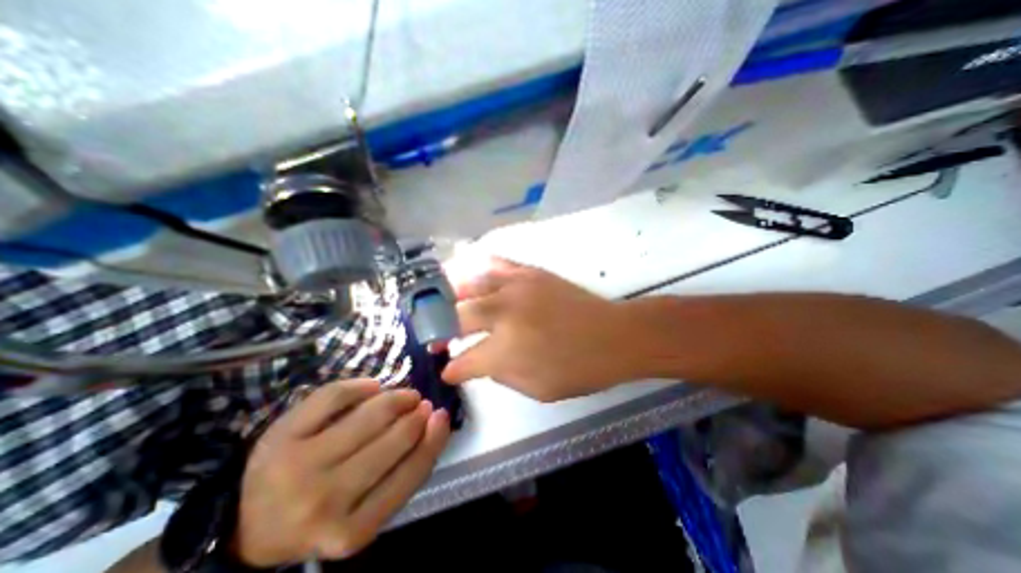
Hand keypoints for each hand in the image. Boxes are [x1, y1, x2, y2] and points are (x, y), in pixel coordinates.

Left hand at [236, 381, 452, 564]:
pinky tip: (373, 387)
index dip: (434, 438)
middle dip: (417, 414)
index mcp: (352, 530)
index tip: (443, 415)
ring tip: (404, 395)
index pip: (411, 473)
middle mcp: (324, 500)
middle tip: (421, 404)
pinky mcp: (281, 435)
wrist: (248, 525)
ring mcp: (299, 465)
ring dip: (397, 397)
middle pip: (392, 440)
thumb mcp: (365, 513)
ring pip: (369, 415)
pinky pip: (334, 396)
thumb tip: (435, 422)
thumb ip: (403, 473)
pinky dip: (361, 386)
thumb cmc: (322, 515)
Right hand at [442, 258, 644, 399]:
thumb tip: (483, 362)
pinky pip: (498, 264)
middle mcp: (503, 316)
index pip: (464, 361)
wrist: (613, 336)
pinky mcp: (530, 274)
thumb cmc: (579, 370)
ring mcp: (516, 289)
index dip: (452, 369)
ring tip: (448, 304)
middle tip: (441, 337)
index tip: (447, 371)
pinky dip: (482, 269)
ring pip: (472, 286)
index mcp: (504, 351)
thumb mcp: (537, 389)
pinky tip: (474, 273)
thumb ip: (502, 375)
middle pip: (459, 317)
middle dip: (444, 330)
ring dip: (456, 297)